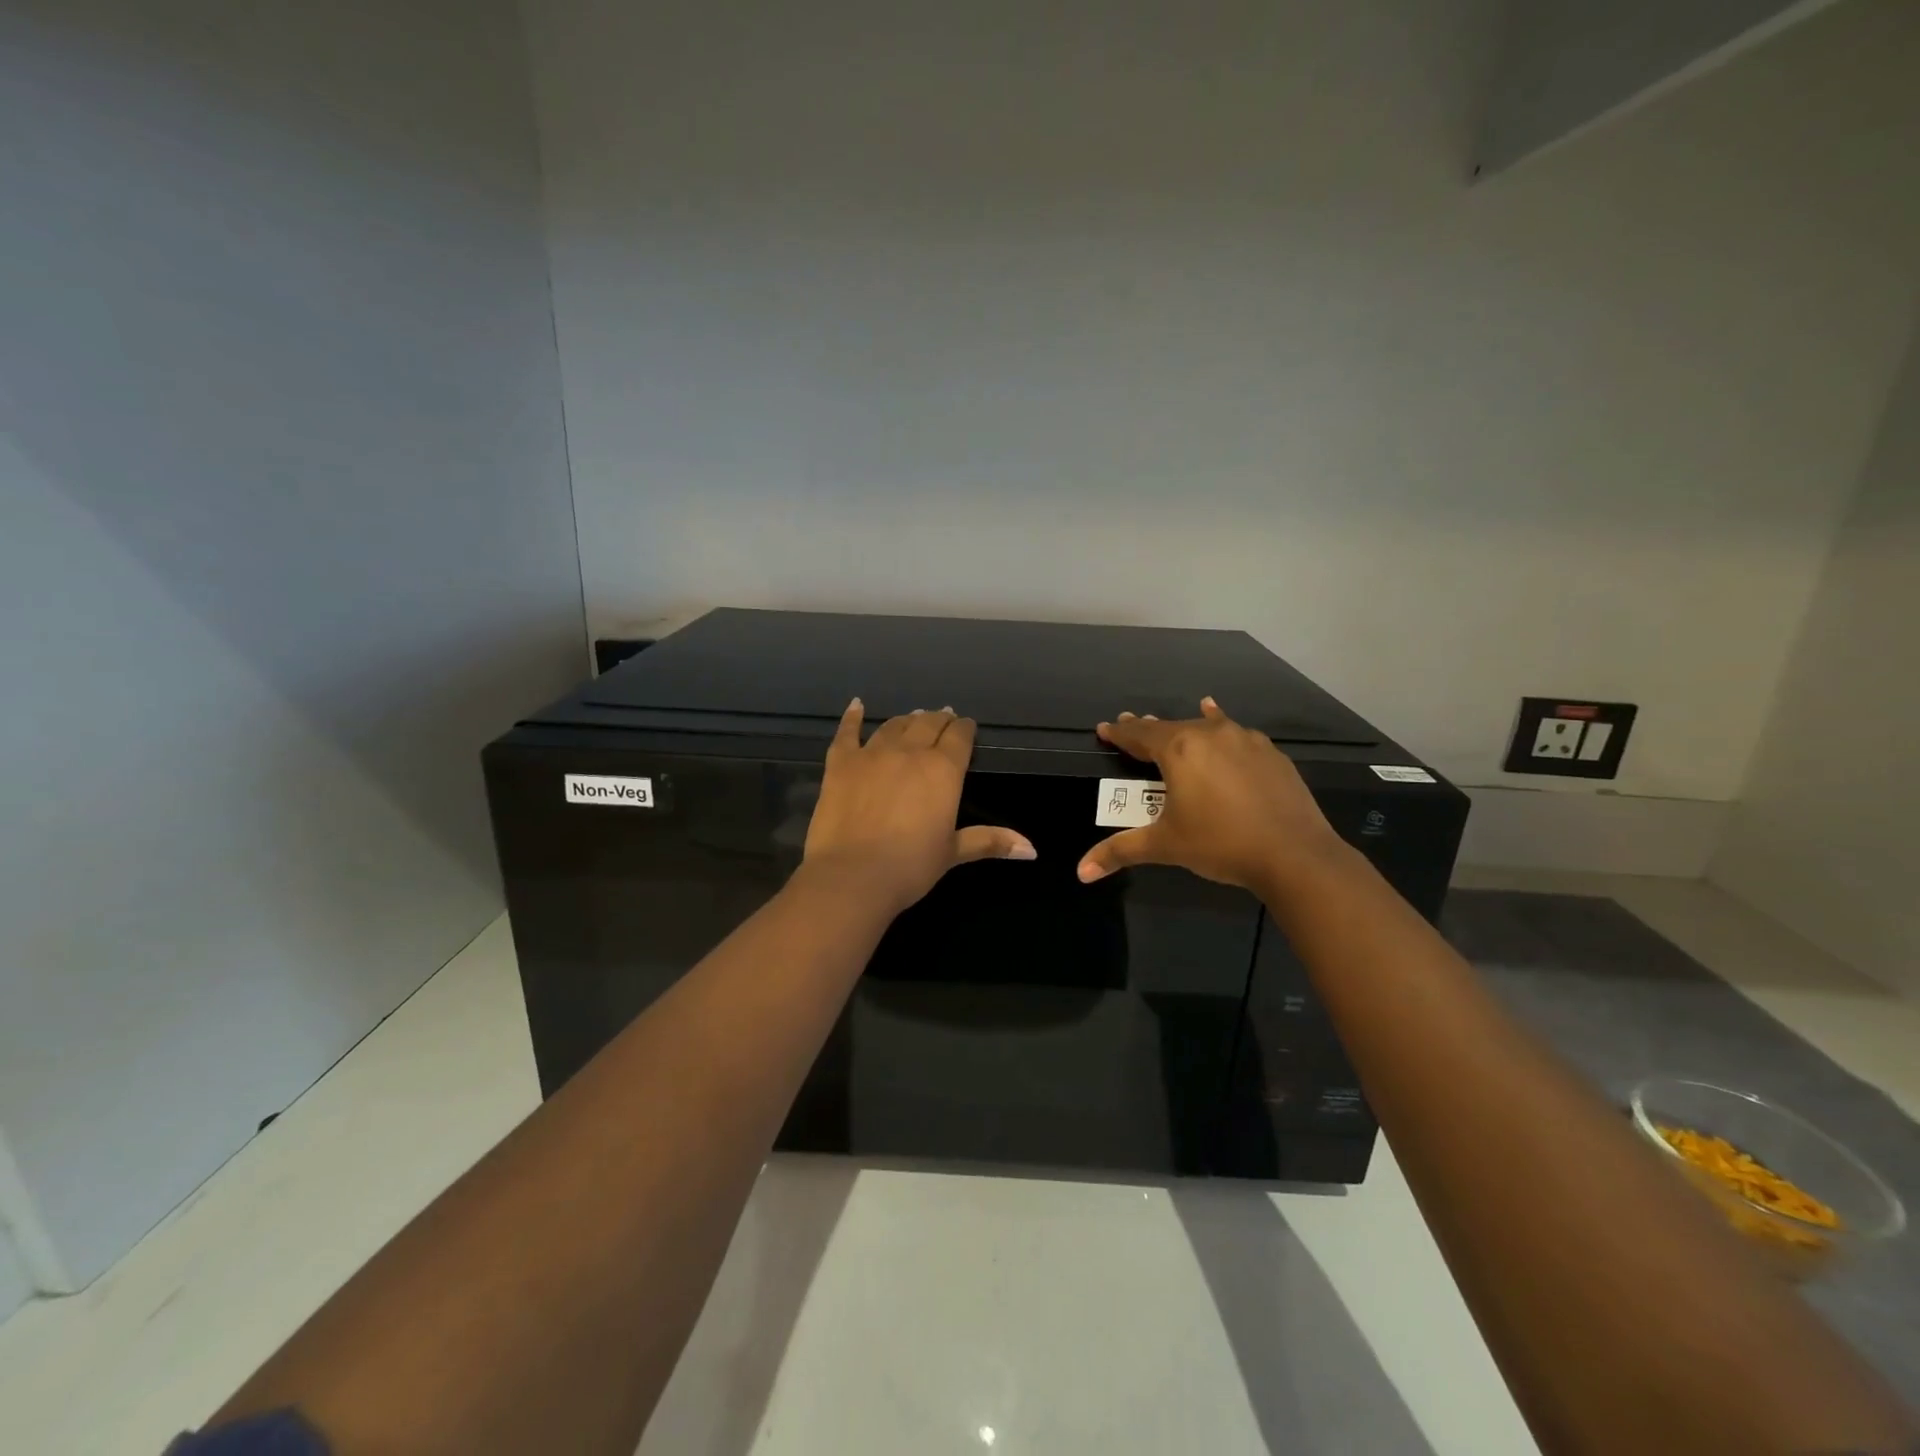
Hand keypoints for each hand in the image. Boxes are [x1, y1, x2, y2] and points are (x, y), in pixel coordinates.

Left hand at [803, 700, 1034, 916]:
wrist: (852, 876)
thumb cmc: (910, 867)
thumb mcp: (953, 853)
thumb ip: (990, 841)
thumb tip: (1032, 849)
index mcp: (943, 770)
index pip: (960, 737)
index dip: (965, 729)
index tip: (967, 727)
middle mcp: (910, 751)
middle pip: (928, 724)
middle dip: (939, 720)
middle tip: (944, 719)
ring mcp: (872, 754)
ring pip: (894, 726)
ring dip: (907, 720)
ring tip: (914, 717)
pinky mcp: (840, 763)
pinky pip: (848, 732)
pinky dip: (853, 717)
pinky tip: (857, 705)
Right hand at [1077, 697, 1349, 899]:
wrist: (1294, 854)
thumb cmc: (1220, 844)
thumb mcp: (1165, 846)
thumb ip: (1120, 851)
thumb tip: (1081, 872)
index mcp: (1179, 750)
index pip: (1139, 735)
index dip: (1119, 733)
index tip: (1105, 728)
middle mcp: (1210, 734)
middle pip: (1170, 727)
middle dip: (1148, 729)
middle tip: (1130, 726)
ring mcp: (1244, 740)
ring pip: (1205, 726)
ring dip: (1186, 726)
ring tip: (1176, 722)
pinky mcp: (1270, 753)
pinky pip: (1235, 733)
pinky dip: (1220, 727)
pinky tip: (1220, 720)